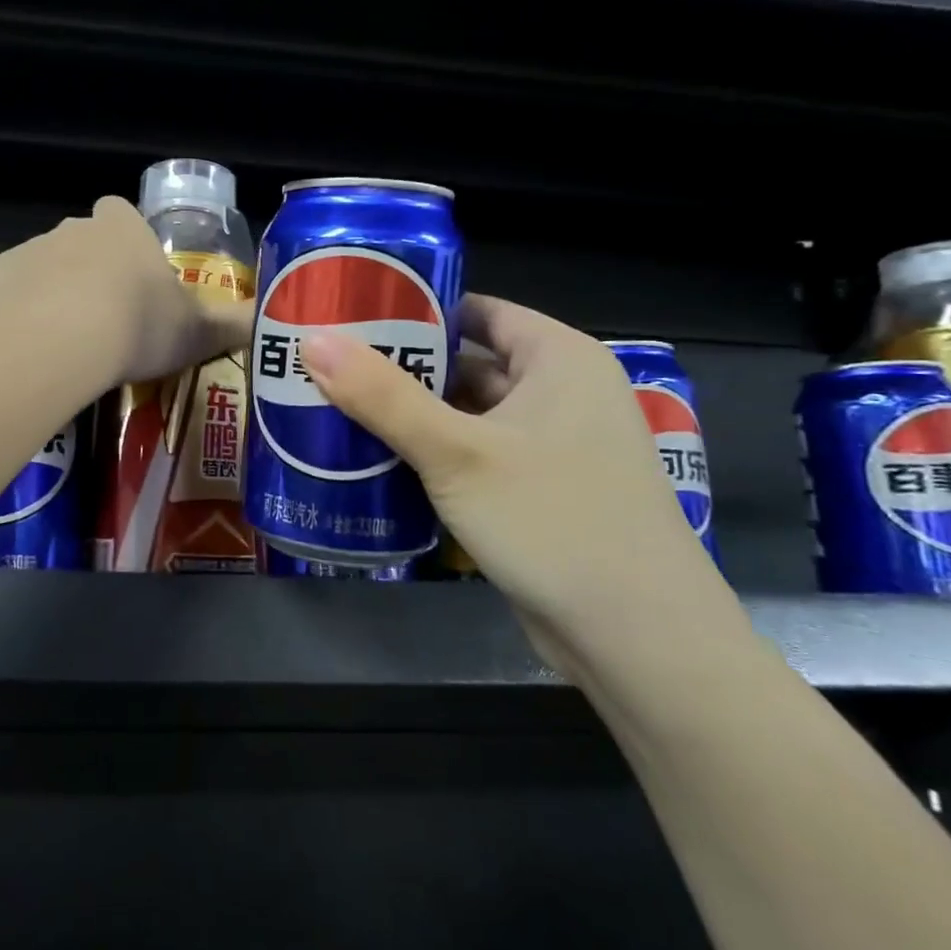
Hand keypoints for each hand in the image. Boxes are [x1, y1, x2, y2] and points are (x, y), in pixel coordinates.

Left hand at [0, 197, 252, 386]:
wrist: (68, 338)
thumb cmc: (140, 326)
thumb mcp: (199, 331)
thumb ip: (233, 325)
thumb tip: (274, 324)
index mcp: (124, 230)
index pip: (124, 217)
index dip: (129, 244)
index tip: (135, 278)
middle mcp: (77, 228)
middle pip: (84, 238)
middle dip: (91, 266)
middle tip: (103, 314)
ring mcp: (33, 249)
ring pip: (41, 254)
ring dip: (48, 277)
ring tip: (58, 322)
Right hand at [301, 295, 730, 642]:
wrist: (637, 641)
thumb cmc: (555, 521)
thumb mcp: (458, 453)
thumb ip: (383, 396)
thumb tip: (313, 340)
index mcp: (559, 359)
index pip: (477, 310)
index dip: (416, 308)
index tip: (352, 314)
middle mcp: (560, 394)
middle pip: (466, 363)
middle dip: (401, 367)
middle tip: (328, 364)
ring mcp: (550, 447)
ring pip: (465, 415)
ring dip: (410, 415)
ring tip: (334, 406)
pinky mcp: (535, 493)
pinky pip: (472, 457)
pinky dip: (430, 455)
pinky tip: (374, 460)